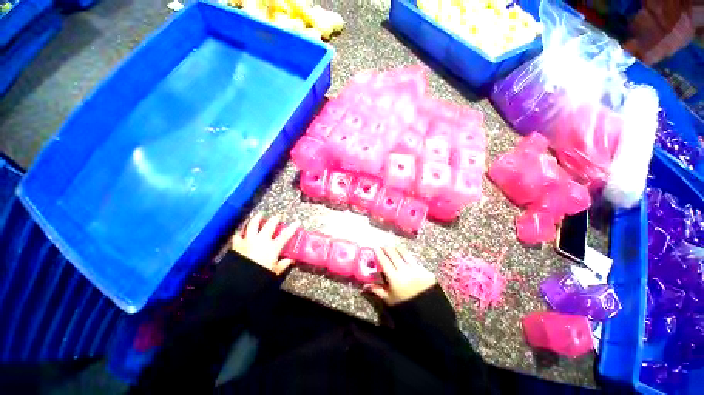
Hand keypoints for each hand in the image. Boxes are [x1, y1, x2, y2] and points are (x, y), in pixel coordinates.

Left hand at [231, 213, 299, 274]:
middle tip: (277, 217)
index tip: (297, 222)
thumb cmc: (260, 275)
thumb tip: (291, 260)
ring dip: (257, 218)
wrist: (239, 279)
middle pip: (269, 225)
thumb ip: (283, 264)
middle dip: (274, 219)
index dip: (292, 228)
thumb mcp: (275, 271)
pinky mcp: (237, 244)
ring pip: (253, 225)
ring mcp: (249, 240)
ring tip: (259, 214)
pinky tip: (241, 230)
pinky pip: (238, 235)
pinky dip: (240, 232)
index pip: (285, 235)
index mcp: (273, 246)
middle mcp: (261, 240)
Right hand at [365, 246, 436, 304]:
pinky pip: (414, 260)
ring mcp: (416, 269)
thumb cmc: (405, 305)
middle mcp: (405, 271)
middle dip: (387, 248)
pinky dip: (407, 256)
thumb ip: (377, 290)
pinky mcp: (425, 270)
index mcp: (395, 278)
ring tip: (393, 247)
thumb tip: (364, 286)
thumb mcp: (389, 299)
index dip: (379, 253)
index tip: (375, 248)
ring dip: (397, 249)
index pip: (385, 261)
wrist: (427, 312)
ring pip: (405, 254)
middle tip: (383, 245)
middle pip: (394, 254)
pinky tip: (404, 256)